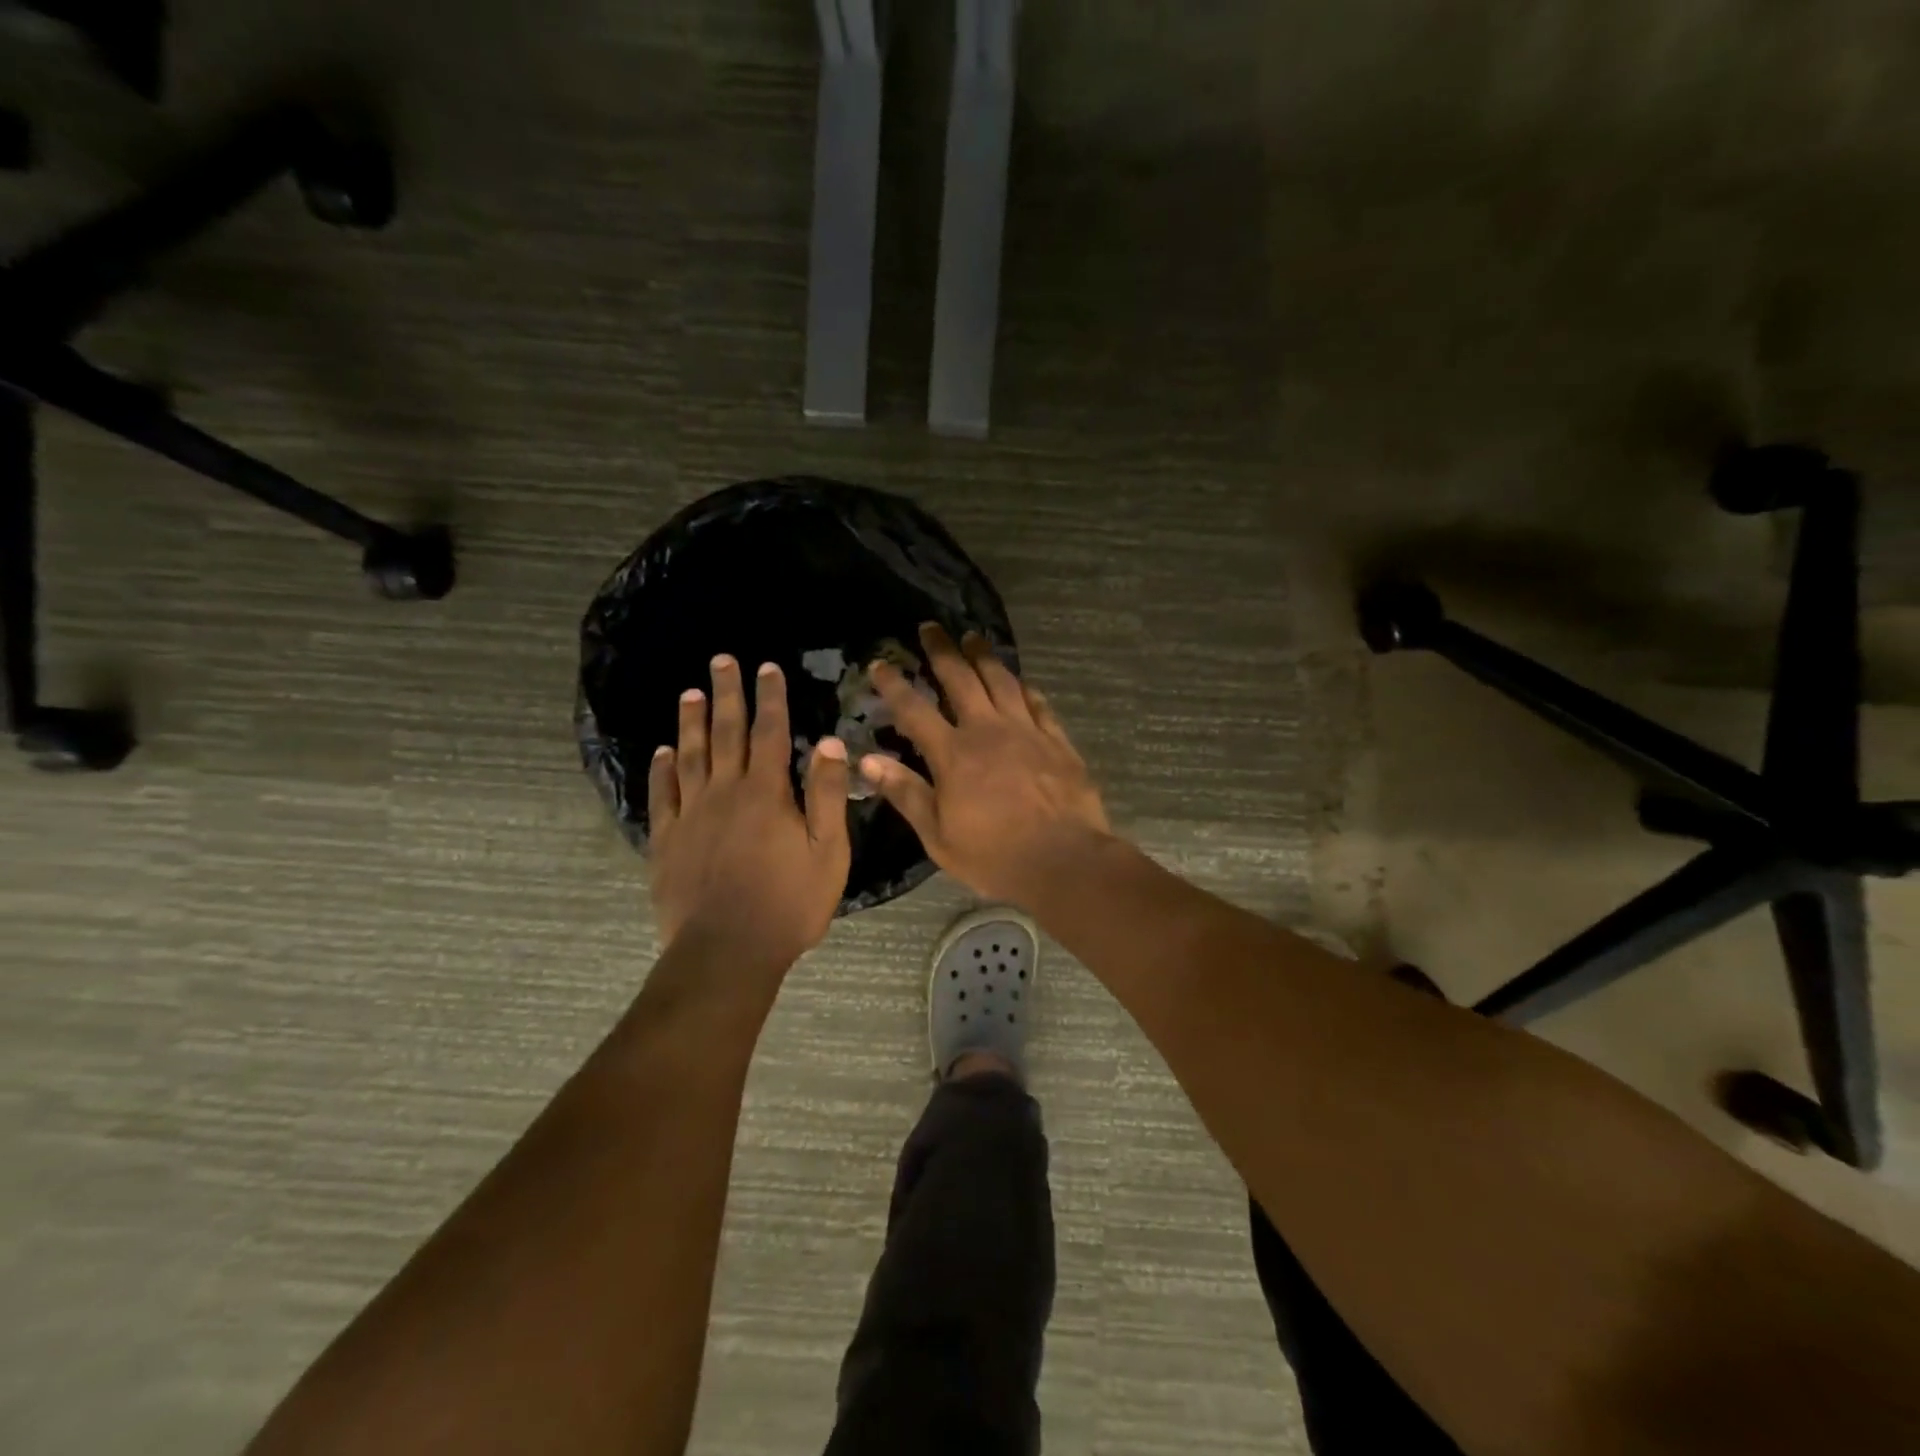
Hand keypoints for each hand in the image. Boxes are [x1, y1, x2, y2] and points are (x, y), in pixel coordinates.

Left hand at [648, 655, 851, 962]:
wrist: (727, 951)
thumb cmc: (788, 903)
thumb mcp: (827, 852)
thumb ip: (826, 795)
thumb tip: (829, 742)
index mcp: (766, 793)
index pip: (769, 733)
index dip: (770, 698)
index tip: (766, 667)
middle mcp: (725, 792)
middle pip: (726, 734)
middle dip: (727, 694)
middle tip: (721, 660)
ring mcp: (691, 815)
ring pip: (690, 757)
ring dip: (692, 722)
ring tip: (690, 693)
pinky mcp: (667, 841)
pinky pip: (662, 796)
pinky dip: (662, 770)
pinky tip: (663, 752)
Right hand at [861, 624, 1110, 904]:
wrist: (1065, 861)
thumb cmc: (995, 855)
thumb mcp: (938, 835)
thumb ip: (906, 793)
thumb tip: (868, 760)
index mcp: (954, 754)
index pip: (915, 709)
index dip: (894, 684)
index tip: (880, 663)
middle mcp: (988, 731)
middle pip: (961, 679)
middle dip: (942, 650)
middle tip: (930, 627)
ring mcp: (1026, 732)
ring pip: (1002, 681)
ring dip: (984, 656)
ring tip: (973, 637)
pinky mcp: (1057, 741)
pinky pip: (1038, 704)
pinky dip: (1025, 688)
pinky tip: (1020, 681)